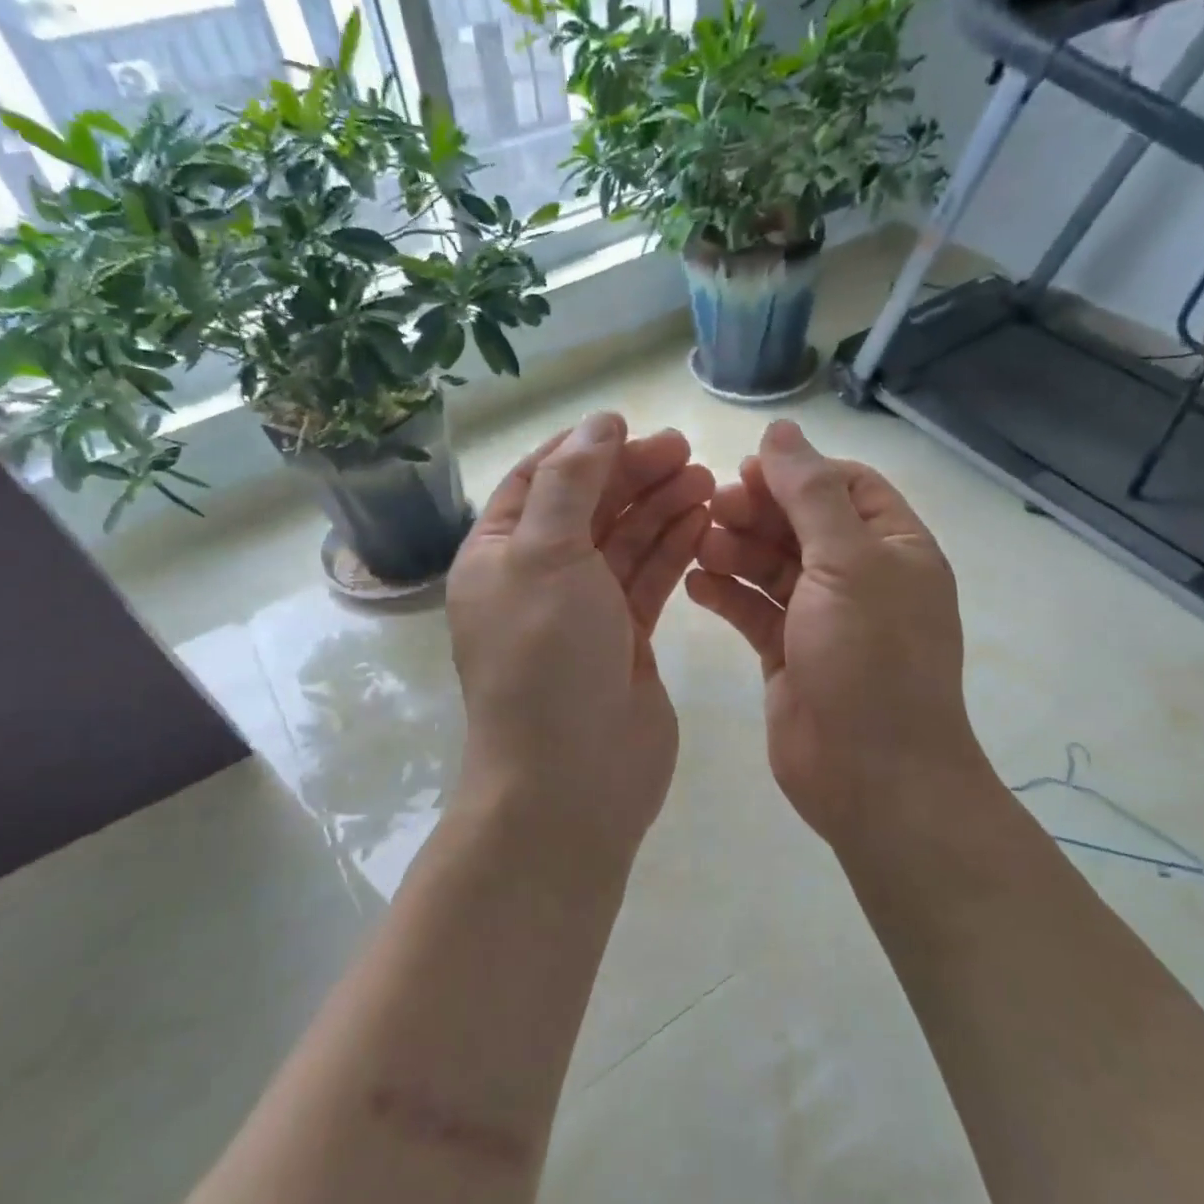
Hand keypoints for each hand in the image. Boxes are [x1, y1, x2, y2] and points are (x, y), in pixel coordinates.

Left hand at [448, 414, 714, 850]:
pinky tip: (701, 522)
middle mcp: (537, 578)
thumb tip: (597, 424)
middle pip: (588, 507)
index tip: (633, 427)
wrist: (572, 779)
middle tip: (687, 451)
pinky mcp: (625, 639)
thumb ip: (570, 482)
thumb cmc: (546, 659)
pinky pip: (647, 580)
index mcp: (498, 555)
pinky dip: (672, 549)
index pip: (538, 480)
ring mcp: (584, 611)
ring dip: (660, 507)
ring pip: (624, 542)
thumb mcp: (544, 555)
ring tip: (705, 479)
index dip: (584, 450)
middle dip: (633, 475)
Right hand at [685, 420, 988, 849]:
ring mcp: (823, 619)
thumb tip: (782, 430)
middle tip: (710, 505)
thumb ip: (811, 494)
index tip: (748, 470)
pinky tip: (694, 584)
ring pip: (773, 567)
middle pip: (803, 524)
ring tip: (698, 542)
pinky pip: (755, 611)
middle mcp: (862, 578)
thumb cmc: (869, 658)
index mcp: (894, 547)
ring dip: (736, 549)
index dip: (798, 472)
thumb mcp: (846, 562)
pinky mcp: (789, 654)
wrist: (872, 776)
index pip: (847, 486)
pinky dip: (727, 595)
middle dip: (759, 510)